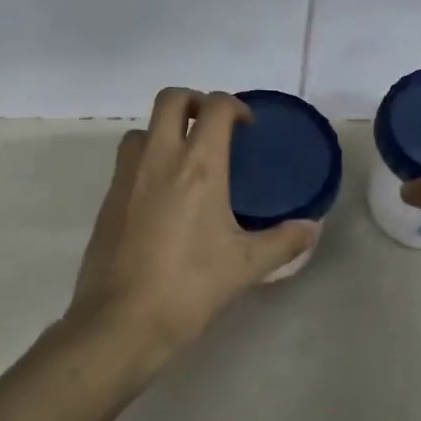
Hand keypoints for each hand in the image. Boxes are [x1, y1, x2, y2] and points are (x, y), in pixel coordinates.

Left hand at [60, 87, 316, 377]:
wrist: (121, 321)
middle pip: (171, 99)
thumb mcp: (245, 266)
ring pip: (143, 128)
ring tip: (186, 158)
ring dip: (165, 129)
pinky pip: (128, 160)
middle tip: (213, 127)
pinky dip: (147, 159)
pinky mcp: (107, 199)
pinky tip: (163, 195)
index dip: (234, 106)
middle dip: (195, 101)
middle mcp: (159, 159)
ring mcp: (127, 176)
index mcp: (198, 166)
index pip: (214, 107)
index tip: (246, 127)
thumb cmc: (189, 286)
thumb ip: (284, 242)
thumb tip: (313, 228)